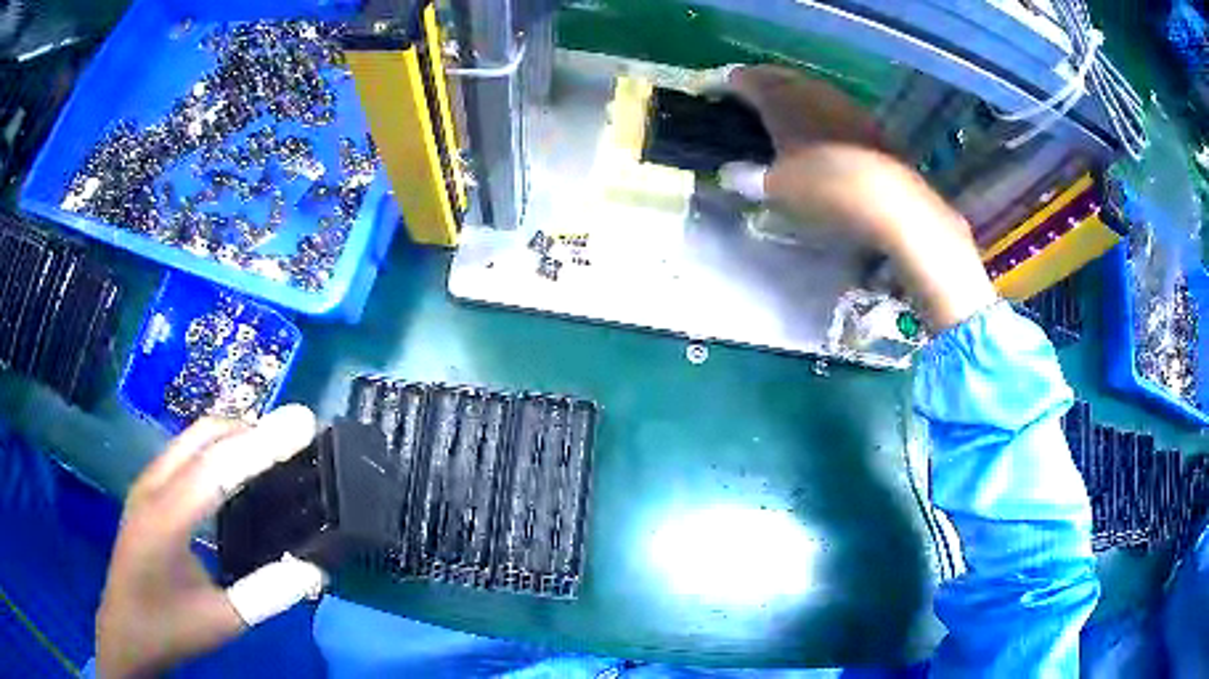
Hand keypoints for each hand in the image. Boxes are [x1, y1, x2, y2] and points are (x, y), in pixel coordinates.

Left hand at [96, 405, 325, 677]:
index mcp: (166, 517)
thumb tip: (313, 569)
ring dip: (233, 434)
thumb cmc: (169, 628)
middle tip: (295, 436)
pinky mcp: (148, 491)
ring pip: (193, 439)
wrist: (125, 630)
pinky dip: (218, 449)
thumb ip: (265, 595)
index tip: (304, 421)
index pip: (218, 467)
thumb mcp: (220, 622)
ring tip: (273, 448)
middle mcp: (153, 486)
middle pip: (203, 436)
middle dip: (250, 427)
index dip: (263, 443)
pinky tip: (236, 471)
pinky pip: (186, 453)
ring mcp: (147, 484)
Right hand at [720, 66, 996, 329]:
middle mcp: (810, 91)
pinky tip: (818, 124)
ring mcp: (842, 102)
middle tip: (744, 91)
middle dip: (758, 80)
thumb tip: (729, 174)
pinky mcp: (866, 120)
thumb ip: (747, 178)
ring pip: (807, 86)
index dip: (725, 82)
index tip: (711, 88)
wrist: (886, 198)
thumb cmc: (822, 187)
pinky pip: (831, 103)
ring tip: (779, 106)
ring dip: (790, 91)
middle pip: (778, 75)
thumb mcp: (776, 189)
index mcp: (780, 100)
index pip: (745, 79)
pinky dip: (816, 107)